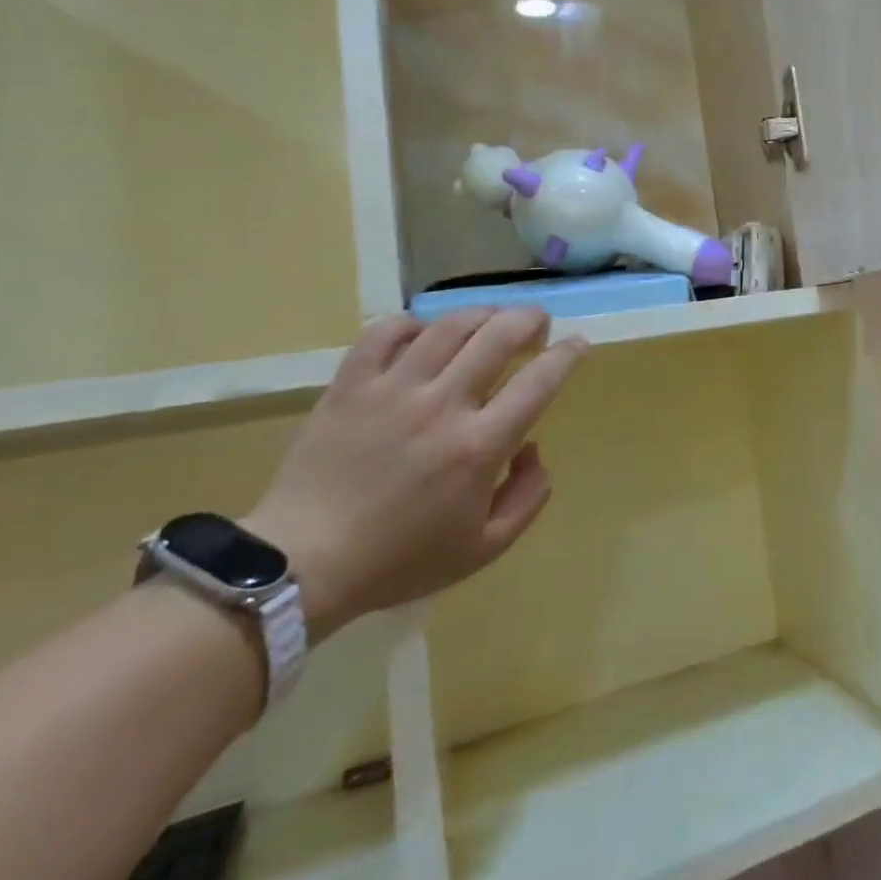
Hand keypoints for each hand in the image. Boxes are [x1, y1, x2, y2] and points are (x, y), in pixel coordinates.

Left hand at [242, 309, 585, 636]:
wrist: (302, 565)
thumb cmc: (400, 560)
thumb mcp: (485, 548)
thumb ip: (528, 496)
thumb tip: (531, 448)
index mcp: (479, 445)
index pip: (538, 382)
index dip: (566, 355)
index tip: (578, 344)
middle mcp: (442, 405)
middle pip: (498, 336)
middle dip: (529, 320)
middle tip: (538, 323)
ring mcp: (392, 389)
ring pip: (448, 326)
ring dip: (481, 314)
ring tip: (491, 319)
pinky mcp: (350, 386)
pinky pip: (384, 333)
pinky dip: (412, 324)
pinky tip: (424, 332)